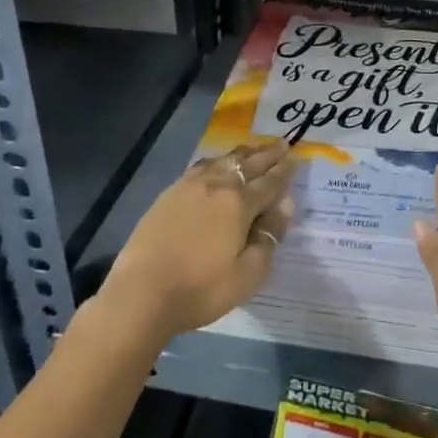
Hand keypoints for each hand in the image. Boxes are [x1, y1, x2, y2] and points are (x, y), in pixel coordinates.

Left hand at [100, 140, 294, 343]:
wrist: (141, 293)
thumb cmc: (201, 289)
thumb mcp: (248, 274)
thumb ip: (269, 236)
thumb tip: (285, 204)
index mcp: (239, 204)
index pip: (270, 182)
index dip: (285, 171)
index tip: (296, 159)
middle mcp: (217, 185)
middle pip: (248, 164)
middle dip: (268, 154)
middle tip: (283, 144)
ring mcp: (190, 186)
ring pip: (223, 160)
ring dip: (243, 154)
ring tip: (255, 149)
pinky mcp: (170, 193)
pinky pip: (202, 166)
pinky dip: (217, 160)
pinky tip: (217, 163)